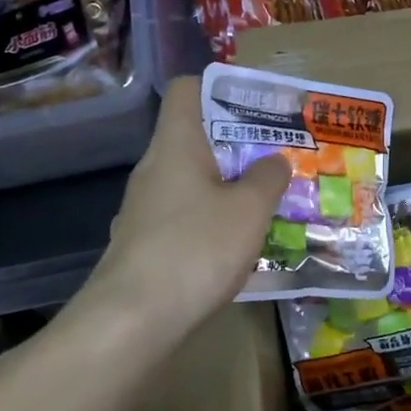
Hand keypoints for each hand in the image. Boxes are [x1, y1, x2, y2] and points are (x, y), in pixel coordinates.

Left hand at [87, 77, 290, 329]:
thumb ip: (268, 178)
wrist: (131, 322)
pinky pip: (185, 216)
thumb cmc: (195, 249)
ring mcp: (144, 208)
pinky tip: (239, 245)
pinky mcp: (144, 244)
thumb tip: (275, 160)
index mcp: (175, 144)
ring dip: (229, 185)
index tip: (257, 105)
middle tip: (279, 156)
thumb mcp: (248, 210)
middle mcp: (154, 169)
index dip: (221, 88)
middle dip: (239, 143)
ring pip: (192, 180)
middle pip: (195, 137)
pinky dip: (212, 220)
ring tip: (268, 201)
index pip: (187, 89)